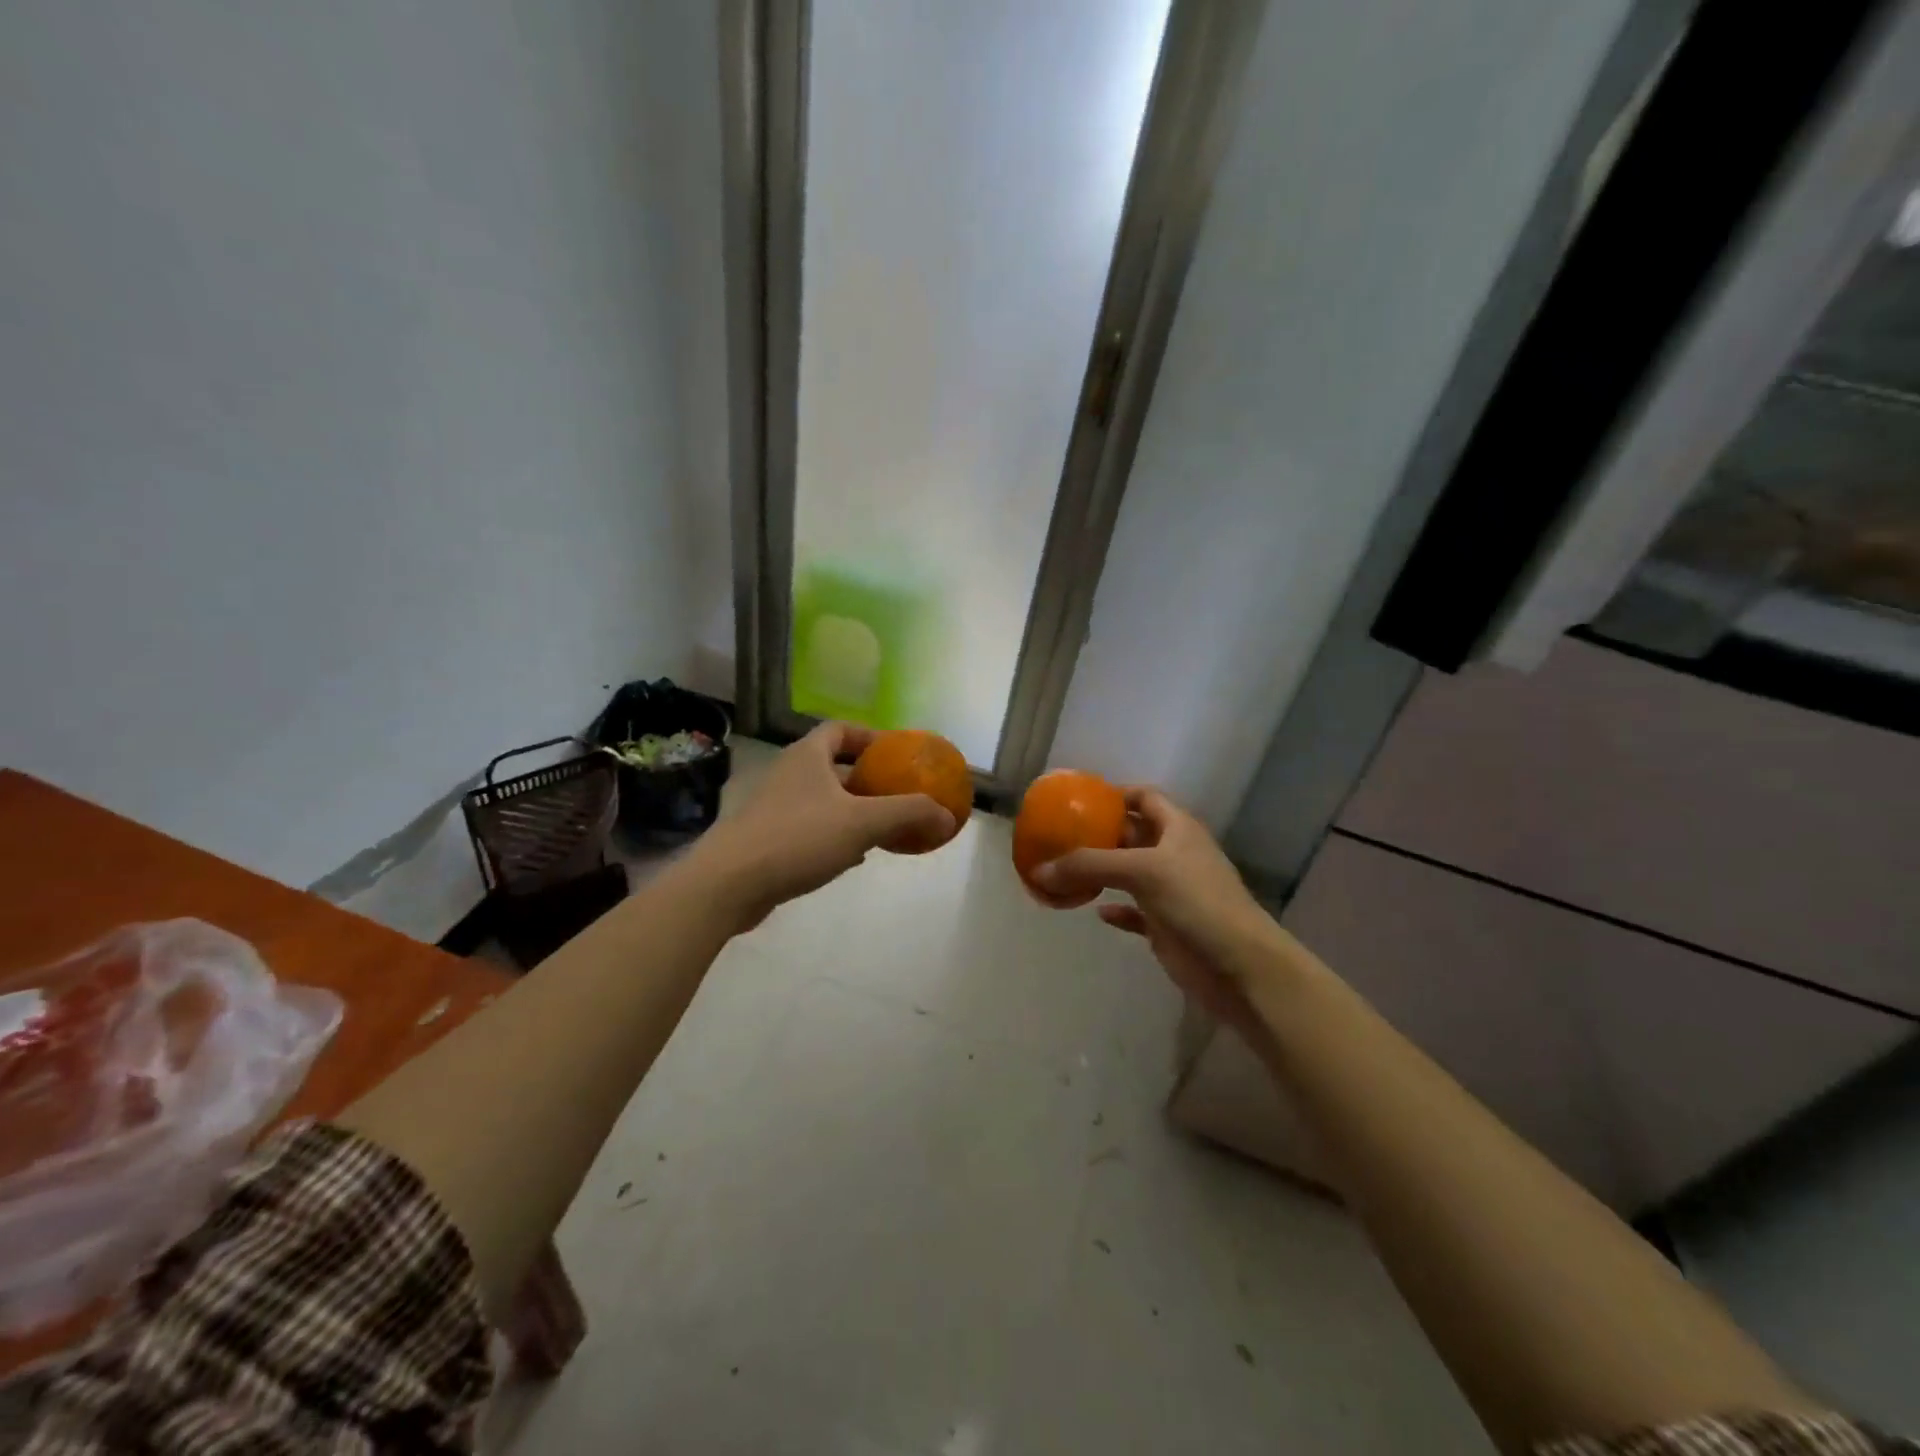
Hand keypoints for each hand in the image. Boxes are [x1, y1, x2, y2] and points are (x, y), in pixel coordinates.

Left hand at [689, 722, 955, 930]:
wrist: (728, 883)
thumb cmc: (797, 839)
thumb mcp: (862, 822)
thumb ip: (908, 814)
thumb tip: (948, 816)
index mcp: (808, 756)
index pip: (840, 730)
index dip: (870, 737)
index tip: (896, 754)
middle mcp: (789, 774)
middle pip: (833, 765)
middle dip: (867, 778)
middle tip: (897, 792)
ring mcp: (774, 807)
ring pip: (823, 799)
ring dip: (853, 808)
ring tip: (884, 825)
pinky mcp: (767, 839)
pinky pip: (811, 828)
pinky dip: (835, 834)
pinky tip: (854, 856)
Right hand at [1035, 788, 1294, 1040]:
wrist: (1240, 968)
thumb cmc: (1197, 902)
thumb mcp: (1142, 871)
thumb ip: (1088, 865)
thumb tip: (1037, 870)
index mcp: (1177, 829)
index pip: (1145, 798)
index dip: (1116, 794)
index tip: (1080, 799)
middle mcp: (1174, 854)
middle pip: (1131, 834)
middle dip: (1099, 834)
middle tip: (1059, 835)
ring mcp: (1171, 891)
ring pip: (1128, 874)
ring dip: (1100, 872)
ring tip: (1064, 870)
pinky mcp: (1166, 926)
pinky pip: (1133, 911)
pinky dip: (1114, 909)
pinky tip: (1095, 910)